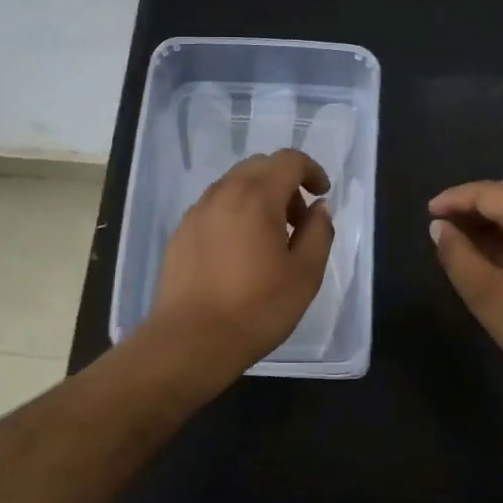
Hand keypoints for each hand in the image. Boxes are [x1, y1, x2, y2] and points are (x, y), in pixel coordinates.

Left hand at [143, 149, 334, 379]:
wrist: (191, 341)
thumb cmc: (257, 309)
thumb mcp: (306, 274)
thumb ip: (319, 232)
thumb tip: (319, 208)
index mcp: (256, 197)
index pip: (288, 160)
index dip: (311, 170)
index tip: (322, 195)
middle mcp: (223, 193)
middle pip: (259, 166)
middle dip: (285, 183)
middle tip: (298, 220)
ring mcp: (197, 212)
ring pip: (233, 185)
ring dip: (259, 197)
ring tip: (270, 238)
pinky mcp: (180, 233)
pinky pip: (214, 207)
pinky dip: (234, 213)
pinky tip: (239, 252)